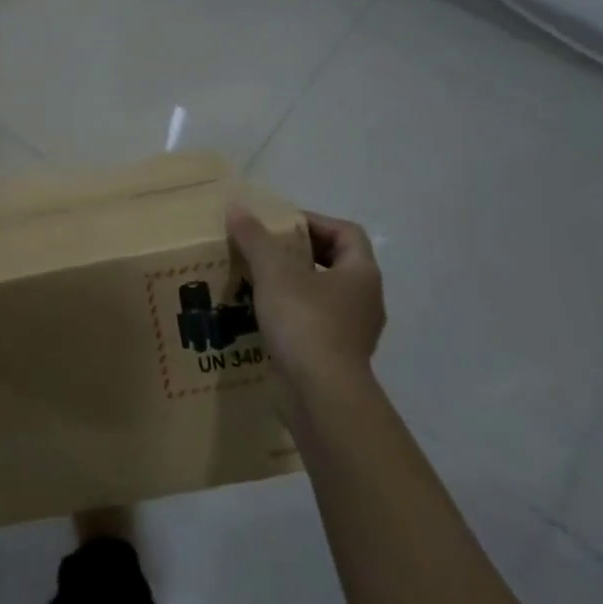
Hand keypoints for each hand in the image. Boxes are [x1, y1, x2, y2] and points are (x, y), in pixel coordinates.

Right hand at [227, 204, 384, 409]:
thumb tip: (237, 209)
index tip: (280, 226)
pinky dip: (288, 315)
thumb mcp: (274, 272)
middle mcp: (365, 300)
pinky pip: (312, 324)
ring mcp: (353, 332)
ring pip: (321, 296)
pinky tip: (258, 316)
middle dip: (298, 253)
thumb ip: (255, 238)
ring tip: (254, 281)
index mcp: (362, 274)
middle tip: (263, 250)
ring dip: (291, 285)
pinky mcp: (335, 357)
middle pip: (334, 263)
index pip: (347, 233)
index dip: (314, 222)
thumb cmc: (305, 322)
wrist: (320, 394)